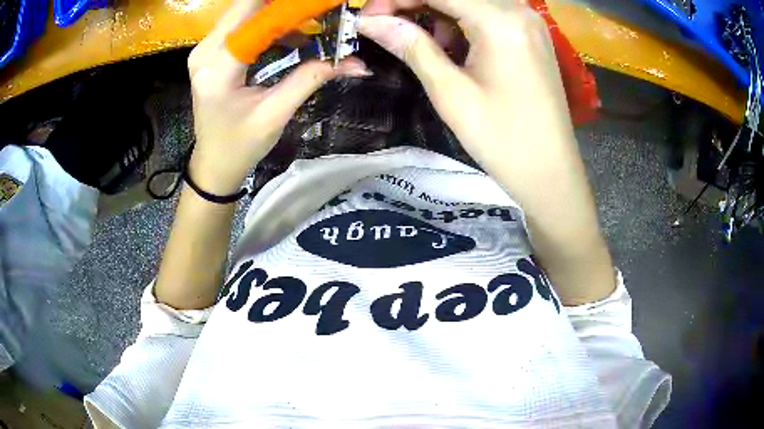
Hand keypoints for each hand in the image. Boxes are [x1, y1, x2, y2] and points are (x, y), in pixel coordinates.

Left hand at [188, 0, 369, 194]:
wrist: (214, 163)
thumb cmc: (241, 145)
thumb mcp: (277, 113)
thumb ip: (311, 77)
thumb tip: (356, 61)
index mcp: (218, 70)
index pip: (255, 19)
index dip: (289, 7)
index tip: (320, 6)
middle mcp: (204, 53)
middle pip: (246, 7)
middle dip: (283, 5)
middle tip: (316, 10)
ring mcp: (203, 51)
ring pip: (243, 12)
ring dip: (275, 11)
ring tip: (308, 19)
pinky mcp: (209, 53)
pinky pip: (239, 24)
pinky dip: (265, 21)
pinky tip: (288, 32)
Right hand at [360, 0, 570, 165]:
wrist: (550, 172)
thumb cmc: (503, 139)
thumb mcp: (450, 92)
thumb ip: (411, 46)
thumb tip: (370, 21)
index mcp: (501, 20)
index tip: (367, 18)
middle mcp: (519, 10)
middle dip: (414, 4)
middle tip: (384, 26)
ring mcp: (529, 22)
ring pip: (470, 2)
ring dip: (437, 13)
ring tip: (418, 41)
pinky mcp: (531, 35)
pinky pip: (488, 14)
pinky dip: (461, 22)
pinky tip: (449, 46)